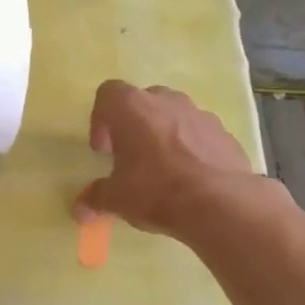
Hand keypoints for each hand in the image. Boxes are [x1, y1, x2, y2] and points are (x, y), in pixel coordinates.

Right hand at [72, 80, 266, 236]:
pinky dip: (192, 149)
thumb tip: (79, 210)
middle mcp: (166, 101)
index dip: (100, 119)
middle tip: (131, 156)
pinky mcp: (225, 133)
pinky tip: (191, 178)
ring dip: (164, 135)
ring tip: (163, 169)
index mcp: (131, 107)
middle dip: (134, 125)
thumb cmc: (155, 190)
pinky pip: (200, 135)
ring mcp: (200, 114)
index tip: (103, 150)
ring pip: (174, 116)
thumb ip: (96, 198)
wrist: (220, 203)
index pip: (108, 94)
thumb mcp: (116, 199)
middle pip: (143, 102)